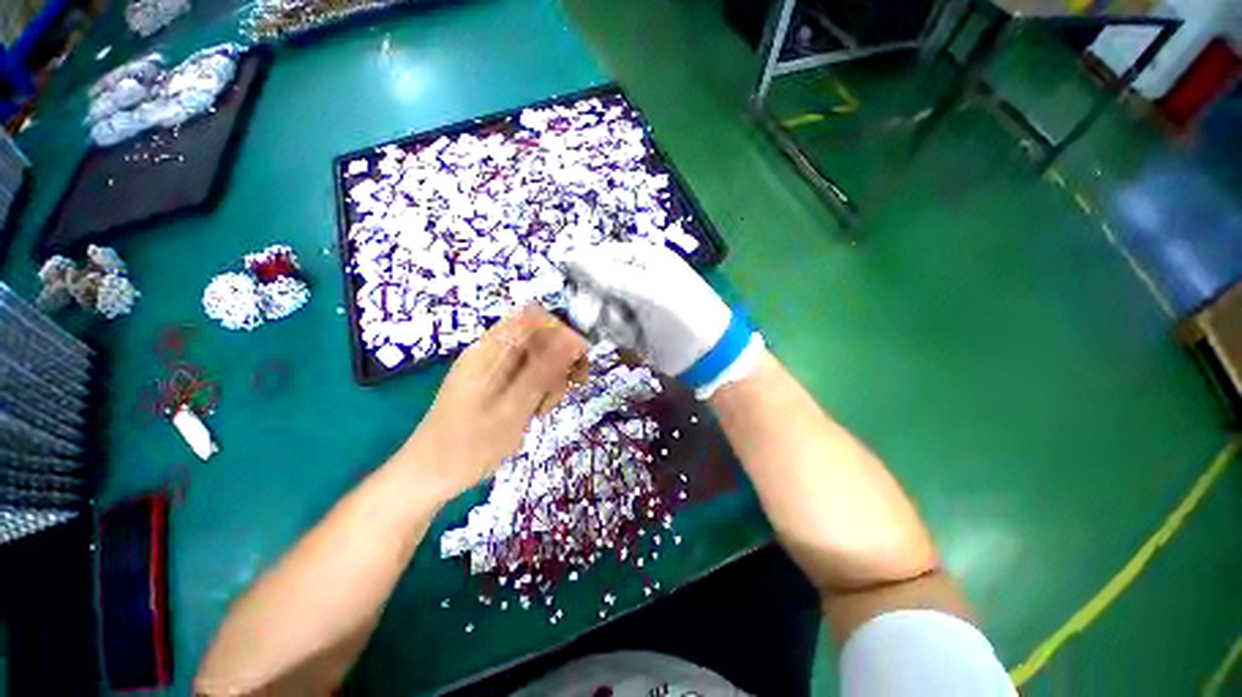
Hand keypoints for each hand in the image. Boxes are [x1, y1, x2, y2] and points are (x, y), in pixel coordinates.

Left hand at [399, 306, 586, 501]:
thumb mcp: (513, 409)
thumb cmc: (469, 447)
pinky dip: (539, 388)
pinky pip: (527, 374)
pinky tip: (536, 410)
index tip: (577, 360)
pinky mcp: (495, 383)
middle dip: (560, 359)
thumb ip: (544, 371)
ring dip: (551, 378)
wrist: (429, 476)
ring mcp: (493, 367)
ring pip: (537, 358)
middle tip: (568, 389)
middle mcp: (492, 352)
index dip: (562, 332)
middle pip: (539, 337)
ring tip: (543, 409)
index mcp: (490, 350)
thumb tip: (573, 338)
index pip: (534, 317)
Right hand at [563, 242, 761, 397]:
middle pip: (594, 282)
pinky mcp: (630, 324)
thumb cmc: (681, 316)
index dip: (582, 271)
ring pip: (598, 305)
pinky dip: (614, 332)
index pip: (598, 255)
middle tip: (589, 318)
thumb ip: (607, 276)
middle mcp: (634, 276)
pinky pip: (608, 324)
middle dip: (592, 300)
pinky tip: (630, 338)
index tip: (574, 290)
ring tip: (625, 330)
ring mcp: (632, 302)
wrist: (707, 356)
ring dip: (605, 319)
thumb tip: (567, 256)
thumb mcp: (646, 292)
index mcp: (641, 258)